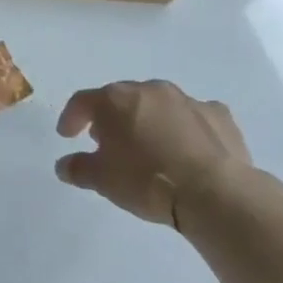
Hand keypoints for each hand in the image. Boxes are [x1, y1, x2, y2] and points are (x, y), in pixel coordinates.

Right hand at [55, 80, 251, 228]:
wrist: (215, 192)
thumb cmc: (147, 181)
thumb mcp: (102, 180)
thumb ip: (78, 168)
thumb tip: (64, 165)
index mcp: (115, 100)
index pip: (83, 101)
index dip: (72, 117)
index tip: (67, 136)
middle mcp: (149, 90)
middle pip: (122, 98)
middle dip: (112, 118)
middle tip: (108, 142)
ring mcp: (187, 100)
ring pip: (158, 105)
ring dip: (149, 120)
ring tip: (149, 147)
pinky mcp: (219, 115)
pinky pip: (194, 117)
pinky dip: (186, 129)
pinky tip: (187, 149)